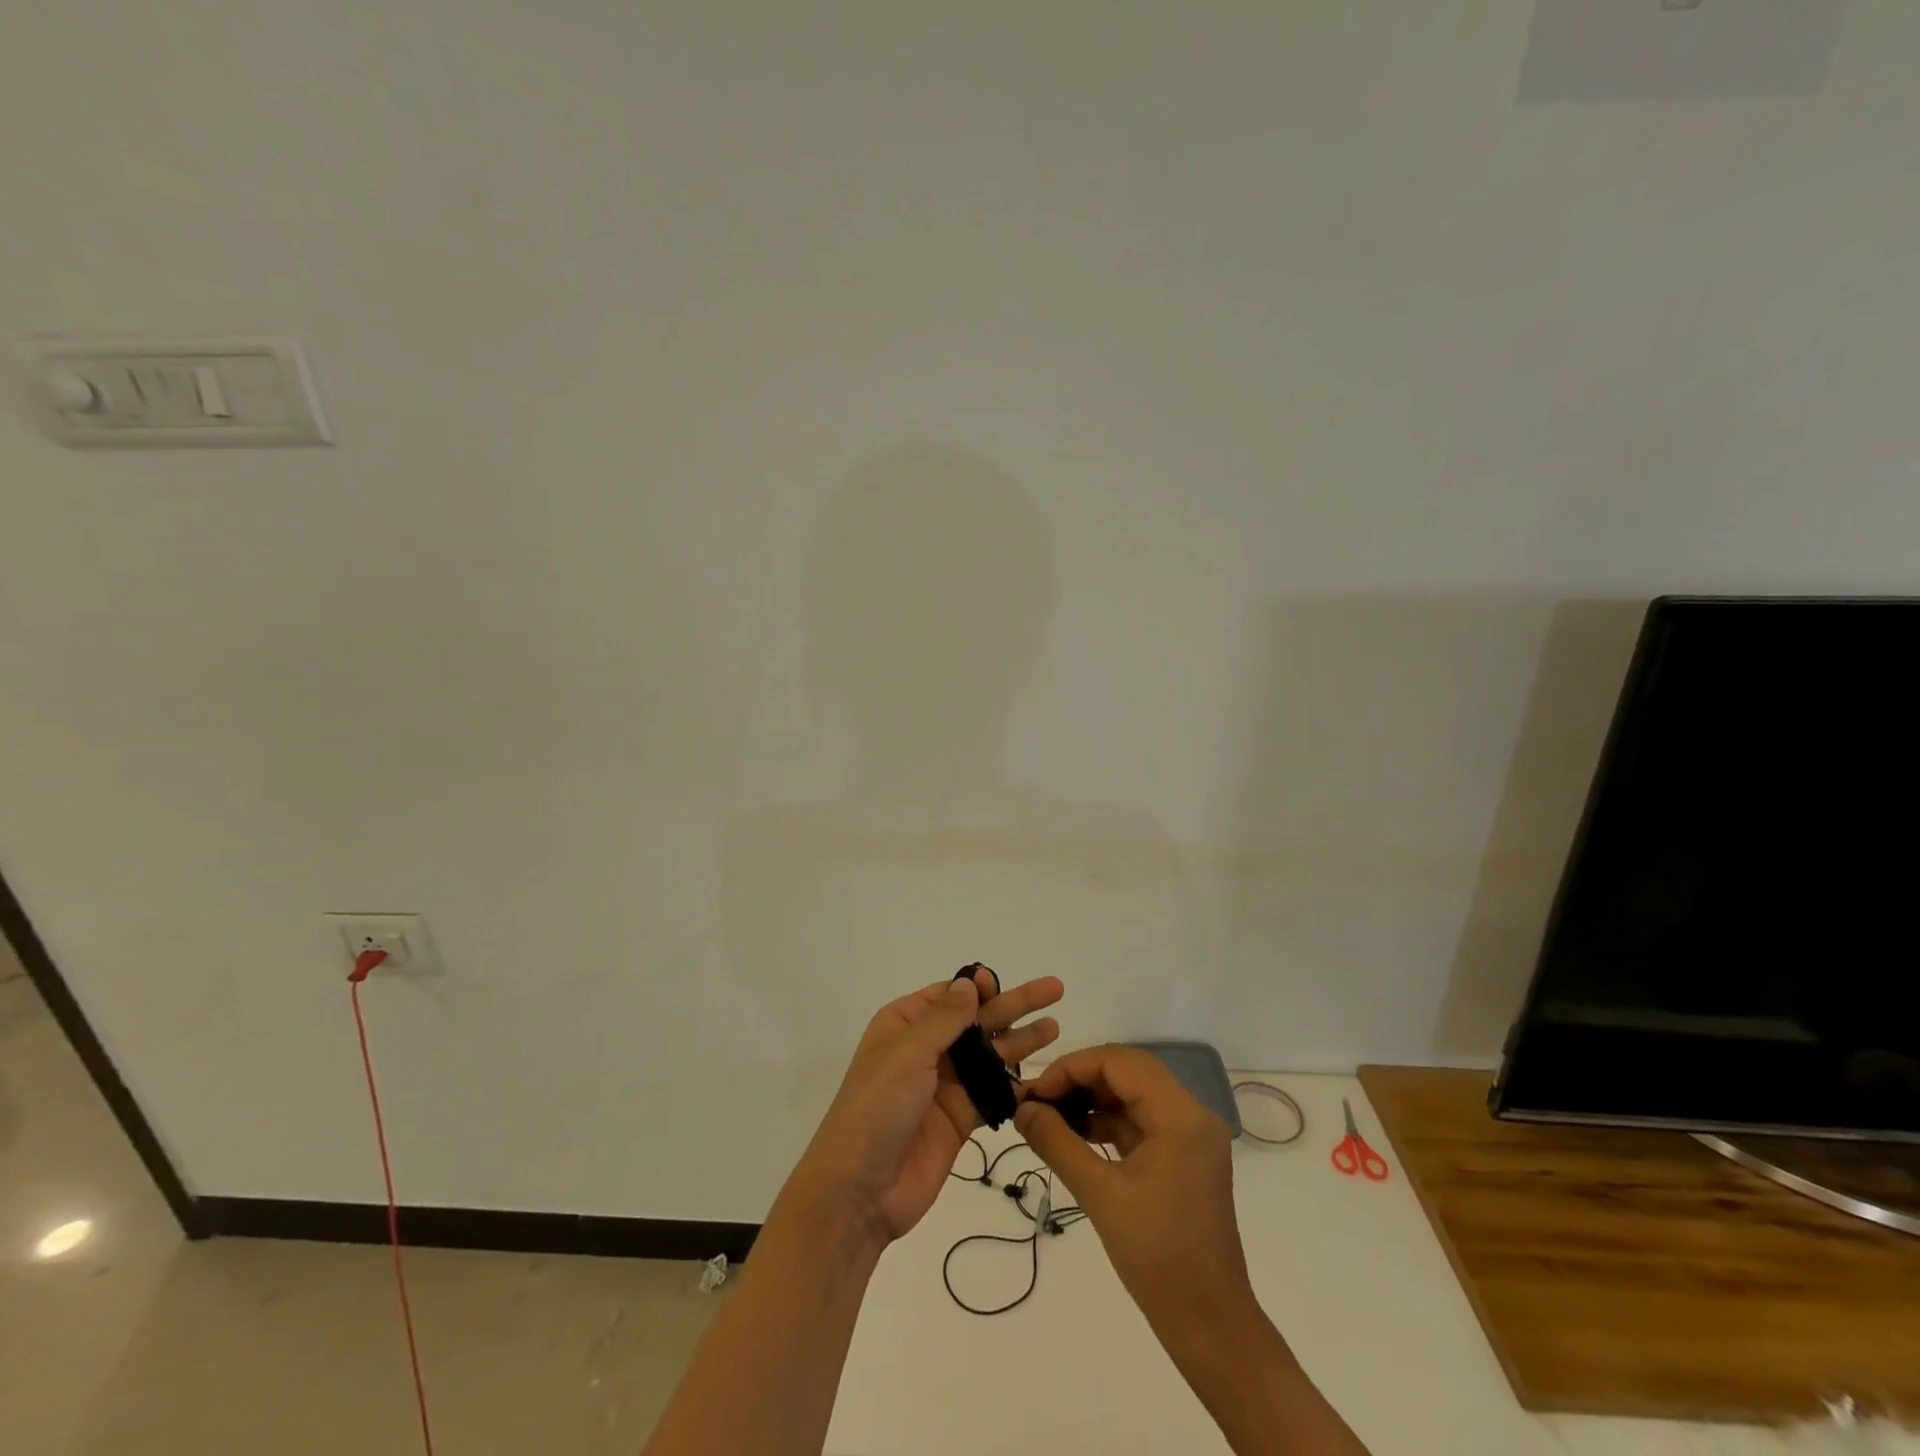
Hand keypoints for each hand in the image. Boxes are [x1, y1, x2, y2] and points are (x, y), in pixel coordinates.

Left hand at [788, 966, 1063, 1246]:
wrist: (860, 1190)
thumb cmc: (877, 1107)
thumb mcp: (908, 1053)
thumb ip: (945, 1018)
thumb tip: (969, 982)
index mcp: (904, 1025)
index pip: (948, 996)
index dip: (977, 987)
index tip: (1000, 982)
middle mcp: (926, 1050)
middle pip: (977, 1021)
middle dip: (1013, 1005)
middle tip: (1054, 990)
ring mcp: (945, 1086)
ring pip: (990, 1055)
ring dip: (1021, 1041)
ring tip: (1055, 1027)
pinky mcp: (960, 1120)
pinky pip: (993, 1094)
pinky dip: (1017, 1086)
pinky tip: (1044, 1078)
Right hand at [1016, 1046, 1253, 1341]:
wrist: (1210, 1326)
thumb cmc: (1158, 1258)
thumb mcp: (1100, 1195)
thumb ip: (1057, 1143)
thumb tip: (1021, 1108)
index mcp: (1180, 1115)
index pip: (1119, 1062)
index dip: (1072, 1068)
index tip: (1034, 1092)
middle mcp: (1191, 1114)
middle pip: (1127, 1072)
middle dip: (1079, 1080)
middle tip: (1038, 1100)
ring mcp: (1190, 1136)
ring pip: (1132, 1094)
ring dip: (1091, 1100)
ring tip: (1049, 1117)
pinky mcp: (1183, 1157)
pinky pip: (1140, 1121)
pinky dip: (1107, 1122)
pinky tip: (1075, 1136)